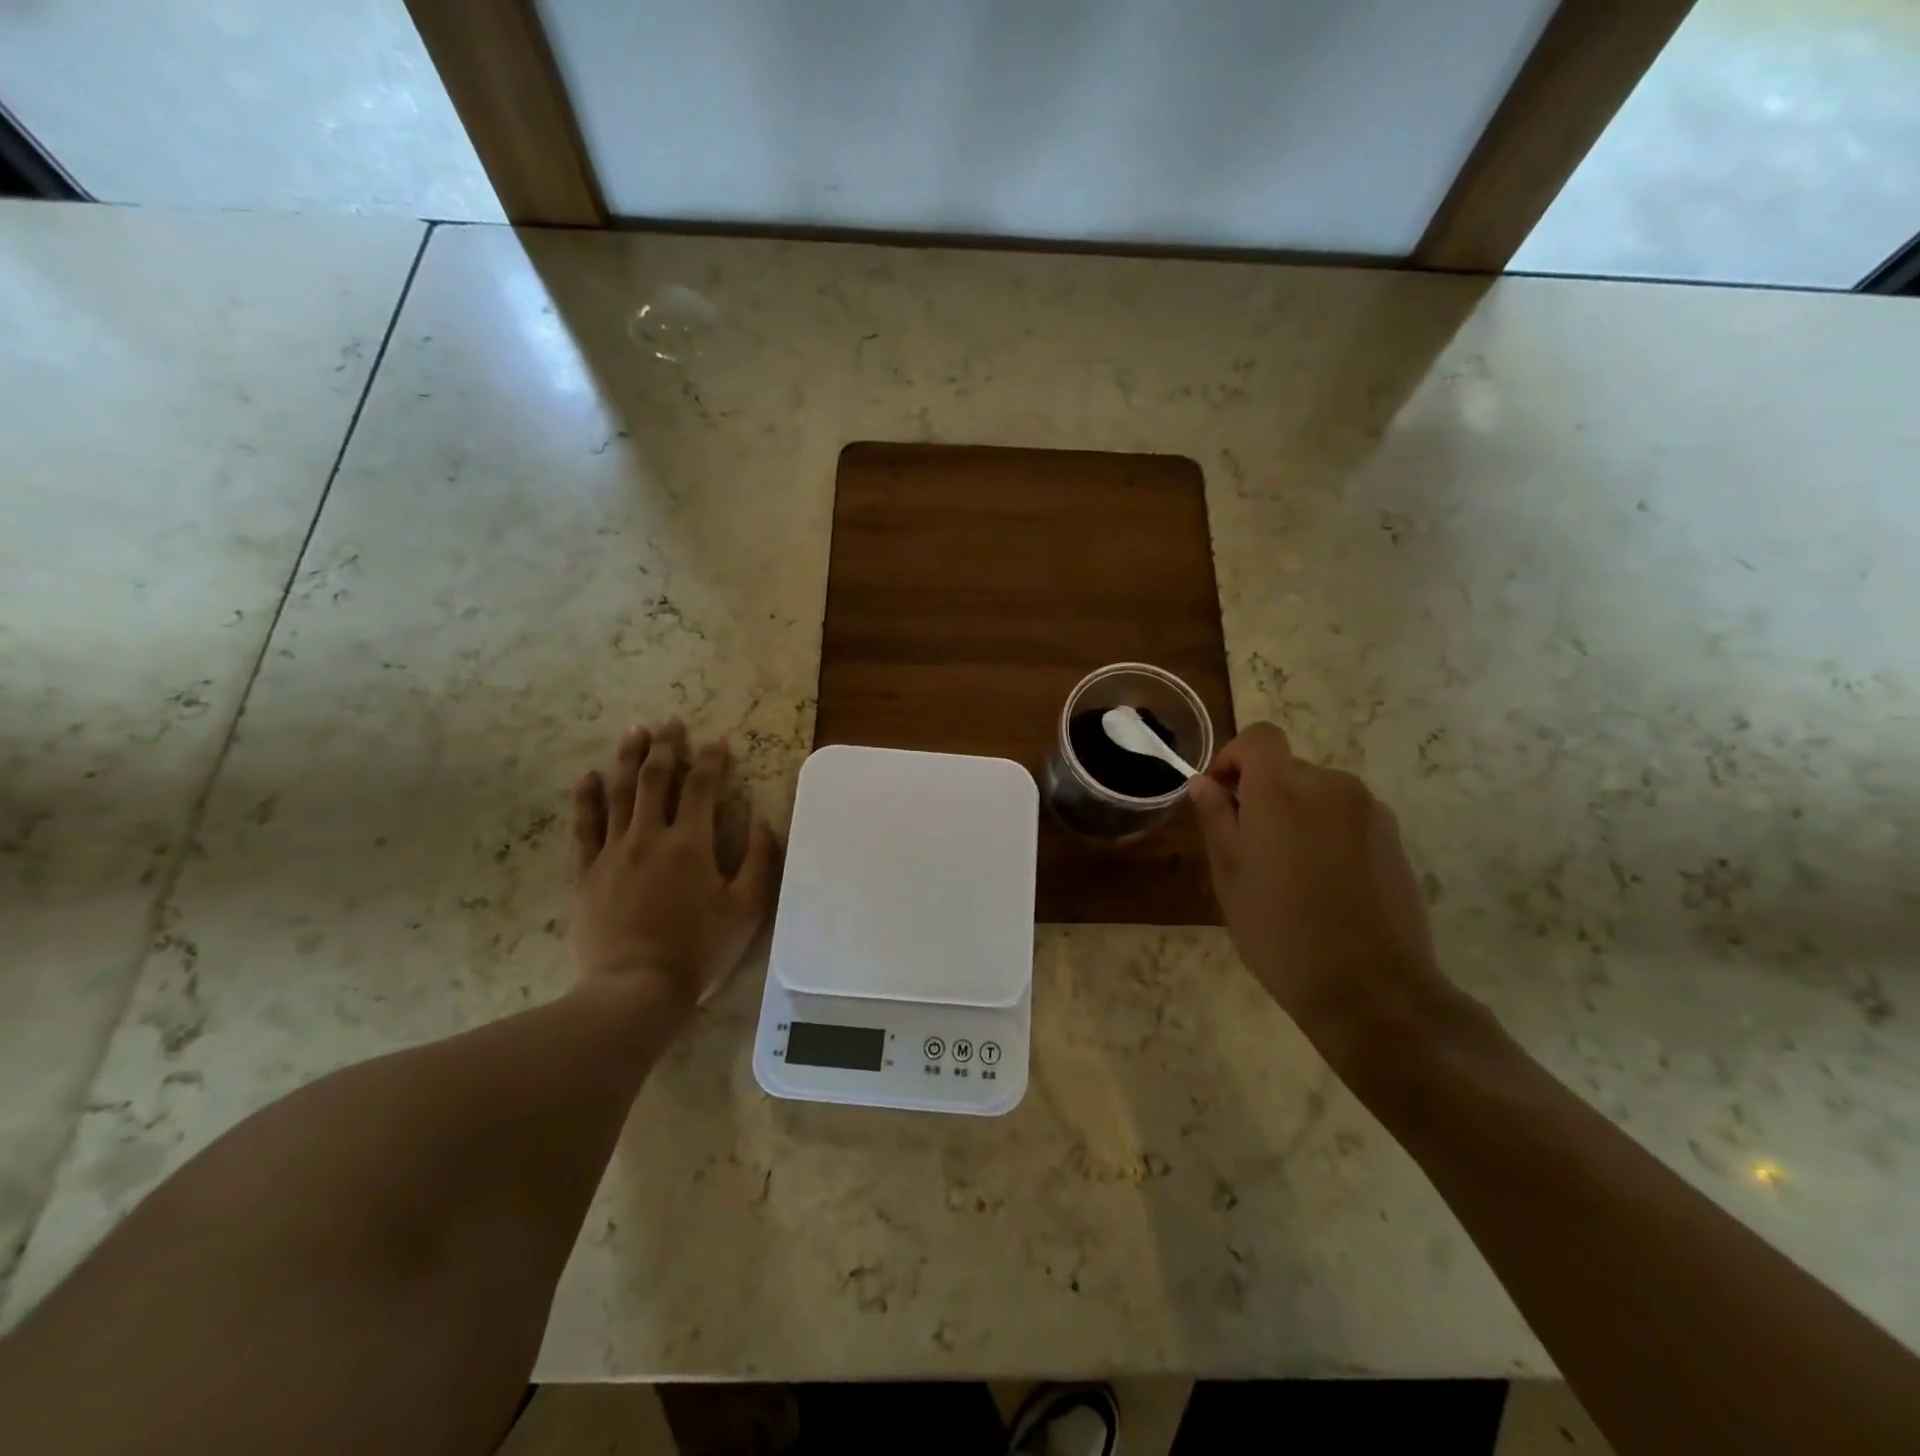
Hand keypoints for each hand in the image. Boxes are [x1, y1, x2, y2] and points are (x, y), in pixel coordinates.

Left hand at [570, 718, 777, 1009]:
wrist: (634, 989)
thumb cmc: (698, 949)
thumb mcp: (746, 909)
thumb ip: (760, 861)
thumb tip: (765, 820)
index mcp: (691, 843)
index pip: (702, 787)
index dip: (711, 760)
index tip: (718, 741)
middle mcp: (649, 837)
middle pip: (655, 779)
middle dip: (665, 746)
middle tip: (669, 721)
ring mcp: (613, 853)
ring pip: (618, 793)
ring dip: (627, 759)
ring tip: (633, 732)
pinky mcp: (586, 873)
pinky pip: (584, 828)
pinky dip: (586, 800)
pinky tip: (587, 778)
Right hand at [1187, 722, 1454, 1050]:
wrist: (1371, 989)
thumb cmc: (1280, 931)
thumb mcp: (1230, 877)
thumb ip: (1216, 820)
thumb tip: (1204, 784)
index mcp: (1283, 790)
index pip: (1259, 738)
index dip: (1234, 758)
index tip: (1221, 798)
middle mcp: (1332, 786)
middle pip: (1288, 769)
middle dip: (1263, 796)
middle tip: (1248, 850)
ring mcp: (1370, 812)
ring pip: (1319, 796)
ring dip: (1297, 816)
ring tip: (1289, 874)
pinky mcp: (1395, 840)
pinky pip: (1347, 820)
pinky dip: (1328, 835)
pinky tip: (1325, 887)